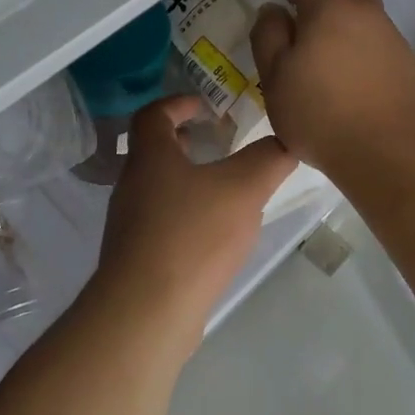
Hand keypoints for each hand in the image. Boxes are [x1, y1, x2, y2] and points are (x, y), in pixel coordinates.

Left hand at [85, 94, 297, 358]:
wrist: (146, 311)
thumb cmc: (192, 235)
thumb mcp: (243, 189)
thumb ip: (268, 159)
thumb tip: (286, 140)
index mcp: (149, 157)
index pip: (153, 114)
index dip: (178, 103)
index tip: (205, 106)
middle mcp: (131, 185)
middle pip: (152, 151)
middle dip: (184, 143)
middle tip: (217, 144)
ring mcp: (128, 224)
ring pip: (156, 189)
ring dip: (185, 180)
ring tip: (223, 190)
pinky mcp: (135, 258)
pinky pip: (160, 223)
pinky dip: (184, 216)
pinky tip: (212, 236)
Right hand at [249, 0, 414, 181]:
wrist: (394, 155)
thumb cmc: (322, 116)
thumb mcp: (275, 79)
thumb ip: (268, 37)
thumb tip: (273, 11)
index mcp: (329, 8)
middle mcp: (366, 13)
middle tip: (301, 32)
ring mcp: (392, 38)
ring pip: (363, 17)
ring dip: (341, 29)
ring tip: (322, 68)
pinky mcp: (408, 65)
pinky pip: (377, 44)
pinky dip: (359, 53)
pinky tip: (347, 87)